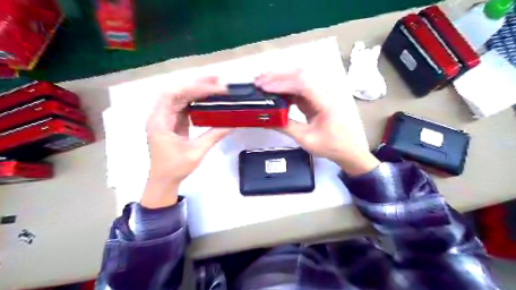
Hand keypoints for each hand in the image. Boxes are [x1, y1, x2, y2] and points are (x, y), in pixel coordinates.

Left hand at [140, 77, 230, 207]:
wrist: (163, 180)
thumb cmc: (175, 168)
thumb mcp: (196, 152)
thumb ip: (214, 135)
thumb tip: (233, 123)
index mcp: (160, 121)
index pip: (173, 95)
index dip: (192, 88)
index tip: (213, 88)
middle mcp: (160, 115)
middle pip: (176, 92)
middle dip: (196, 84)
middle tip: (217, 80)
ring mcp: (166, 118)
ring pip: (180, 97)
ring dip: (196, 90)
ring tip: (215, 84)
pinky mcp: (173, 122)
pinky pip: (184, 106)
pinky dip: (196, 100)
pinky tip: (208, 98)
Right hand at [255, 69, 377, 175]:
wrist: (350, 150)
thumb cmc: (332, 146)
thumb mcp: (306, 139)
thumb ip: (286, 126)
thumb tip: (267, 119)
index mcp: (325, 100)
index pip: (301, 83)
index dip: (280, 83)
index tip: (263, 87)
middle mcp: (325, 91)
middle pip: (300, 74)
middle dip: (277, 76)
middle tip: (258, 81)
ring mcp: (322, 93)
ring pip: (299, 79)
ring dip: (281, 80)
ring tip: (263, 83)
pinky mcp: (318, 98)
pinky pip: (300, 89)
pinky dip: (286, 89)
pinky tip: (275, 92)